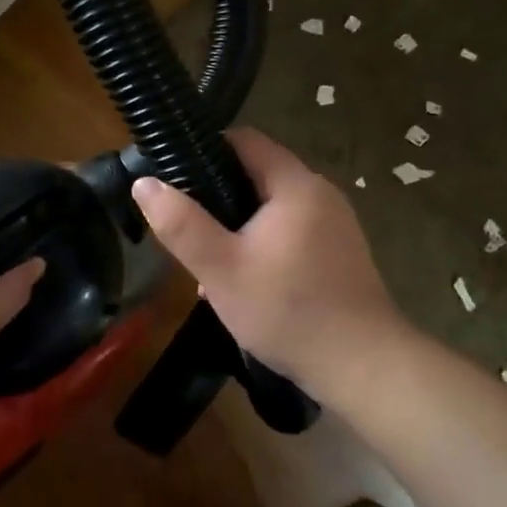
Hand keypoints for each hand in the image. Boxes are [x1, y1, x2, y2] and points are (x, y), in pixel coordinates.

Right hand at [131, 128, 412, 405]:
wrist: (362, 367)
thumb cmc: (287, 311)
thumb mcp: (221, 269)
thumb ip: (181, 224)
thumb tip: (144, 183)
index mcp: (295, 184)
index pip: (245, 139)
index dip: (205, 149)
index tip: (174, 176)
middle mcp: (321, 193)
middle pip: (258, 174)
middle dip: (218, 197)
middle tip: (188, 230)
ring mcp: (335, 224)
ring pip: (272, 209)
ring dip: (238, 228)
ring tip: (210, 263)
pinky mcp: (340, 252)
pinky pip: (292, 233)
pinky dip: (264, 245)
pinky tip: (246, 283)